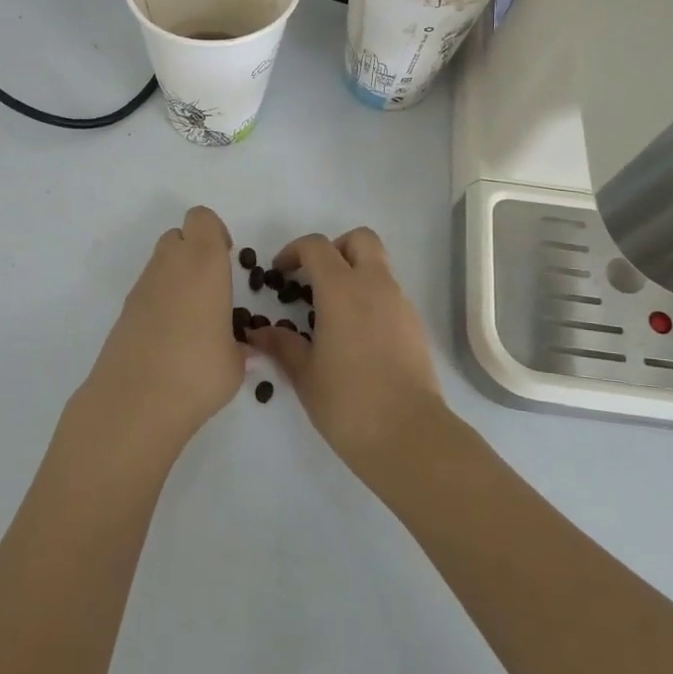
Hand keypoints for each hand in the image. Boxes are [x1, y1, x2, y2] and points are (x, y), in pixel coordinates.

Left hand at [68, 206, 246, 466]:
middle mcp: (170, 265)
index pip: (201, 219)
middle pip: (178, 236)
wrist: (135, 403)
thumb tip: (243, 349)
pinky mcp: (124, 312)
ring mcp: (141, 288)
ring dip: (177, 278)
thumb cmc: (198, 372)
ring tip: (194, 320)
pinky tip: (171, 339)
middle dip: (195, 252)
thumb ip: (241, 347)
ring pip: (160, 263)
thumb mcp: (235, 362)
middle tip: (212, 289)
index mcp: (203, 263)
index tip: (227, 260)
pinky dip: (160, 302)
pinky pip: (147, 292)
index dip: (215, 233)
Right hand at [246, 227, 445, 473]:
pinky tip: (356, 337)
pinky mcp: (415, 325)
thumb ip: (282, 344)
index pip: (317, 246)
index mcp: (342, 289)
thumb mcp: (304, 373)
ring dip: (354, 274)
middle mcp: (375, 285)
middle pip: (360, 239)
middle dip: (335, 249)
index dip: (294, 251)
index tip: (280, 273)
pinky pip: (390, 295)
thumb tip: (257, 332)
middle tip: (315, 278)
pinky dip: (371, 299)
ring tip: (332, 313)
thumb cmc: (347, 402)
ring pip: (378, 266)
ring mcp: (400, 303)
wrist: (408, 434)